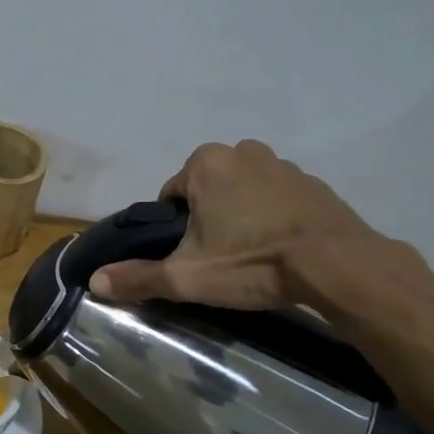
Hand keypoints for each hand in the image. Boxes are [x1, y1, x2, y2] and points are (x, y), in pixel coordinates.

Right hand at [90, 140, 392, 310]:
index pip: (170, 196)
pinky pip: (275, 198)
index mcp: (205, 163)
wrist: (339, 265)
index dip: (175, 229)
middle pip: (206, 191)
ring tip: (251, 256)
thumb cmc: (253, 262)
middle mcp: (242, 151)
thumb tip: (94, 282)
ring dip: (239, 216)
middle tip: (219, 258)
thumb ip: (138, 277)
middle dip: (207, 220)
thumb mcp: (187, 277)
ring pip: (241, 192)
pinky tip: (279, 248)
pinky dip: (271, 217)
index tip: (191, 256)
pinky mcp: (312, 183)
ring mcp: (282, 164)